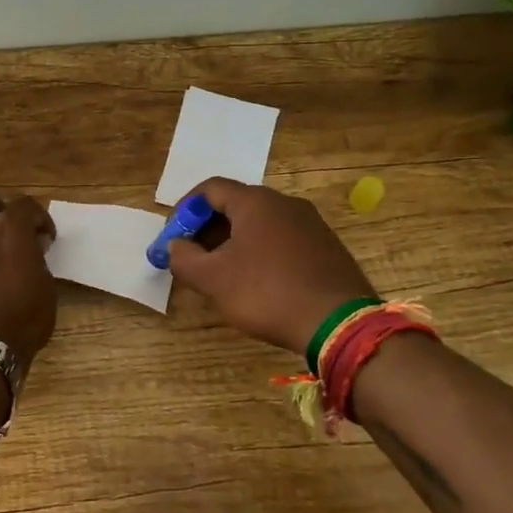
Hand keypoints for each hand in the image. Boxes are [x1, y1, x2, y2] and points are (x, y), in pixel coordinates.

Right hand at [166, 178, 376, 353]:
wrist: (339, 323)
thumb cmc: (267, 293)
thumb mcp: (213, 280)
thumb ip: (183, 259)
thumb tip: (174, 246)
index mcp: (255, 202)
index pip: (210, 189)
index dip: (185, 210)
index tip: (173, 237)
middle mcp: (285, 203)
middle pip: (236, 204)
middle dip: (208, 228)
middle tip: (193, 256)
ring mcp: (311, 224)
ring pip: (260, 223)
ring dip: (234, 241)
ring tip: (221, 272)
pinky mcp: (326, 247)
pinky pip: (282, 240)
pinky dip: (260, 252)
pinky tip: (257, 281)